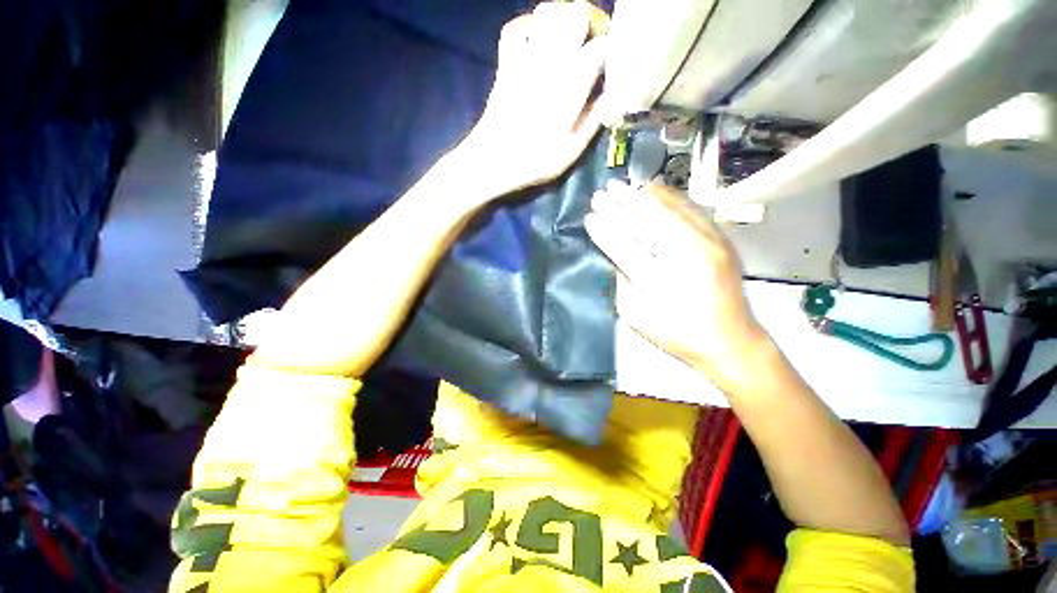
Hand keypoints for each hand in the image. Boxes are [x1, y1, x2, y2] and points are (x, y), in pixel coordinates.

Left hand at [460, 3, 608, 195]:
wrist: (494, 159)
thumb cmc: (536, 159)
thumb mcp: (573, 149)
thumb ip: (594, 119)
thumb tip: (610, 96)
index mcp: (573, 81)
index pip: (602, 45)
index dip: (612, 48)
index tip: (612, 60)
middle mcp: (552, 58)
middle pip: (577, 13)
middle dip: (589, 24)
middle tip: (591, 44)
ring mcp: (526, 56)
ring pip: (547, 11)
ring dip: (561, 19)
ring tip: (567, 39)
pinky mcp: (506, 62)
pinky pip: (515, 28)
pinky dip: (528, 26)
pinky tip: (536, 40)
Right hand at [584, 182, 770, 390]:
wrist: (730, 340)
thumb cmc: (676, 333)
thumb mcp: (636, 315)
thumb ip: (622, 282)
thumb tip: (614, 254)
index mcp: (657, 280)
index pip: (622, 246)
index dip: (603, 230)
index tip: (589, 217)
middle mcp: (684, 255)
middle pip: (645, 222)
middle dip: (618, 206)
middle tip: (600, 193)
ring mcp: (707, 243)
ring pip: (669, 209)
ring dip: (641, 196)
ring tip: (622, 185)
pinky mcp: (720, 239)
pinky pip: (691, 209)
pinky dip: (669, 197)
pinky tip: (654, 189)